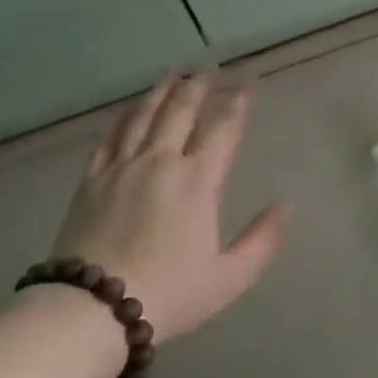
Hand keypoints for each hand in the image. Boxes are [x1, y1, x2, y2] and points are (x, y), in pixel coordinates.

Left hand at [50, 72, 289, 343]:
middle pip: (183, 109)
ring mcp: (122, 166)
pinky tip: (132, 106)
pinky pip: (111, 135)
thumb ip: (262, 240)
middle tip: (213, 67)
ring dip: (164, 89)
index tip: (250, 83)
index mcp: (198, 182)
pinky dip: (126, 114)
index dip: (240, 102)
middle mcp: (161, 161)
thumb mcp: (229, 278)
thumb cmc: (169, 294)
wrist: (92, 309)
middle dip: (202, 84)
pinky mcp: (92, 178)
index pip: (224, 127)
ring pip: (146, 114)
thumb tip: (285, 207)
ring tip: (176, 71)